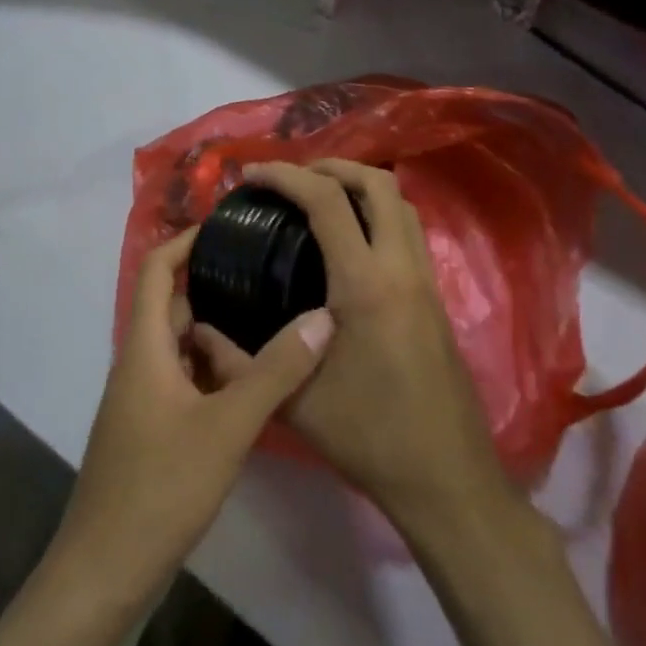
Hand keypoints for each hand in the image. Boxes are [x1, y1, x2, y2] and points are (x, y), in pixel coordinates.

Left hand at [50, 227, 335, 607]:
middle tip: (266, 271)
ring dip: (218, 330)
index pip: (155, 271)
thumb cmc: (160, 486)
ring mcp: (142, 399)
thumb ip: (275, 372)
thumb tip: (322, 317)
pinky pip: (183, 379)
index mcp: (145, 348)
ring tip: (269, 316)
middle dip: (213, 284)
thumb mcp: (227, 426)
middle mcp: (139, 363)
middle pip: (172, 306)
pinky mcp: (151, 429)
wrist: (106, 569)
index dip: (184, 241)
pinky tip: (251, 379)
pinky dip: (213, 368)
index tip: (226, 224)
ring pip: (180, 346)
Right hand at [193, 160, 501, 532]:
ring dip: (360, 187)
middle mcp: (402, 270)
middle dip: (332, 167)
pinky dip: (378, 215)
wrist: (447, 478)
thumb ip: (241, 362)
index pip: (327, 201)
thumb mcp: (294, 403)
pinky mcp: (435, 299)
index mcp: (365, 286)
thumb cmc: (369, 438)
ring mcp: (425, 282)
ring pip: (402, 205)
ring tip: (318, 200)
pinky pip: (409, 232)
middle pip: (378, 184)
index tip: (252, 175)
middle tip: (291, 179)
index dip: (286, 176)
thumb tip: (198, 332)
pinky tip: (349, 243)